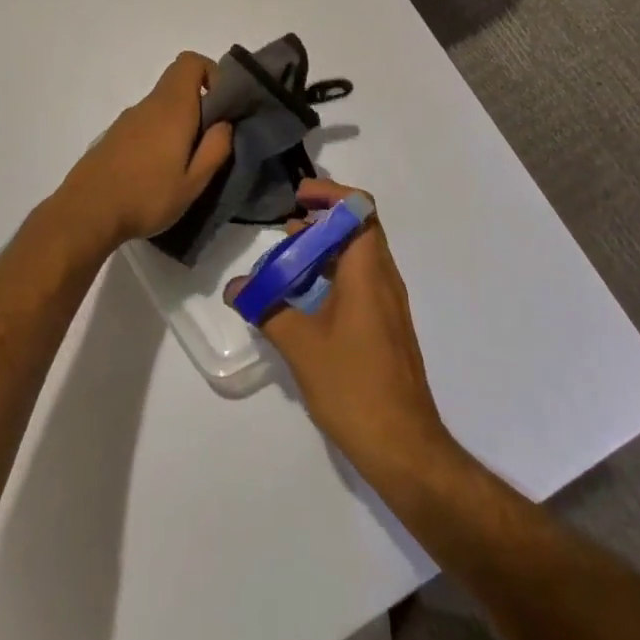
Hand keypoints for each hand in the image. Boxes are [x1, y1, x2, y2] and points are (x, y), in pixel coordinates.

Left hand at [52, 52, 234, 252]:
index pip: (190, 61)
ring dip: (178, 124)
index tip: (221, 106)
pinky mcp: (113, 136)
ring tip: (182, 165)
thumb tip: (225, 123)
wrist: (86, 213)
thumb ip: (215, 149)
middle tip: (207, 142)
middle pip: (177, 85)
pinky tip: (155, 173)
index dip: (211, 73)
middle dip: (199, 105)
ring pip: (161, 106)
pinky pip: (145, 123)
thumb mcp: (193, 183)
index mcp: (172, 108)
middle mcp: (149, 104)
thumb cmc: (147, 196)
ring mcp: (127, 119)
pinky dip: (158, 136)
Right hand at [226, 181, 448, 473]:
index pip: (359, 208)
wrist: (403, 446)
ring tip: (288, 262)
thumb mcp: (300, 346)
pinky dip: (334, 275)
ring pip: (359, 255)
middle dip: (321, 220)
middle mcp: (384, 277)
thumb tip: (236, 288)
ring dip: (326, 249)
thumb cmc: (353, 386)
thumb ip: (266, 308)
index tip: (298, 198)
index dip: (330, 194)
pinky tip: (306, 299)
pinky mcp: (386, 325)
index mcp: (368, 271)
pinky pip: (361, 280)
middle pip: (358, 227)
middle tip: (285, 231)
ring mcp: (389, 303)